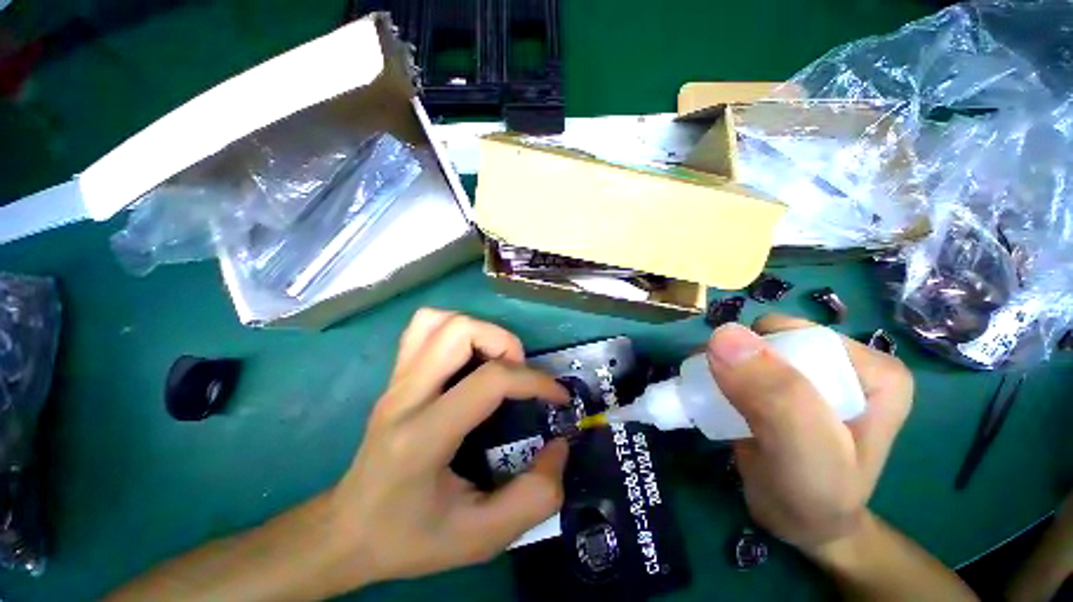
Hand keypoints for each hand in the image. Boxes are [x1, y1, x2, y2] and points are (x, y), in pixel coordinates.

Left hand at [327, 309, 569, 586]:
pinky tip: (468, 355)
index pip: (489, 381)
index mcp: (423, 436)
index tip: (557, 397)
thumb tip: (560, 447)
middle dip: (505, 343)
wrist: (347, 532)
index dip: (534, 381)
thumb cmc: (410, 538)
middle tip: (520, 373)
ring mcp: (396, 380)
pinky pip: (424, 327)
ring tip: (497, 362)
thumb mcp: (479, 538)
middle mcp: (405, 396)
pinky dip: (455, 328)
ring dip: (481, 331)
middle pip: (460, 331)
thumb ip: (532, 499)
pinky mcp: (396, 376)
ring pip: (440, 321)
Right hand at [706, 315, 912, 552]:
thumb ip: (776, 395)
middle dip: (735, 361)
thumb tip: (724, 335)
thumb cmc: (812, 496)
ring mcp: (810, 372)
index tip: (741, 395)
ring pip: (747, 348)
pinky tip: (715, 398)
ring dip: (720, 367)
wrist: (798, 524)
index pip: (796, 335)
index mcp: (871, 370)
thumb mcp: (803, 451)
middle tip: (724, 398)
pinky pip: (737, 363)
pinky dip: (717, 374)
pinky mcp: (780, 384)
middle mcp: (842, 363)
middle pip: (768, 338)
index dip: (758, 358)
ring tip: (715, 399)